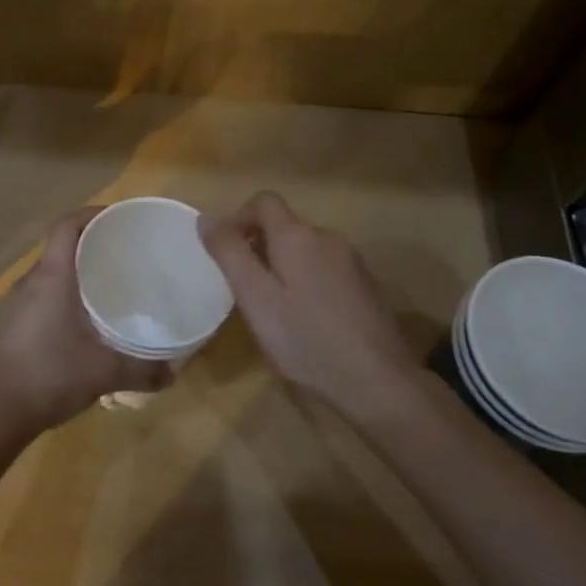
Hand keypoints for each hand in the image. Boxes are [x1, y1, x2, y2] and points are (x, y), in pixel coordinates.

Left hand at [0, 209, 172, 437]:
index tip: (120, 220)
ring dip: (78, 270)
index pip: (66, 225)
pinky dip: (66, 293)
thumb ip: (143, 371)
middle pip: (61, 245)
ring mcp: (19, 303)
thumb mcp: (104, 372)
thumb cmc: (50, 375)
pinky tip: (85, 319)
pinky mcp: (14, 324)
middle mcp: (32, 281)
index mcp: (52, 277)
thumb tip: (173, 374)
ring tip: (111, 284)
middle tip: (126, 253)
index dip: (91, 214)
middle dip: (92, 242)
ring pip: (52, 272)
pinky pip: (44, 294)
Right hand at [199, 191, 418, 411]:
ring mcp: (352, 262)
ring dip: (284, 268)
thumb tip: (207, 217)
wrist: (378, 383)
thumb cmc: (306, 340)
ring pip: (306, 250)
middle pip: (285, 227)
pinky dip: (308, 283)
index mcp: (298, 236)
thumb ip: (229, 253)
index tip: (227, 254)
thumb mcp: (256, 298)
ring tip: (276, 311)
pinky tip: (309, 323)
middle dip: (260, 248)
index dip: (239, 219)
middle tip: (247, 292)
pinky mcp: (367, 287)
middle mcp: (328, 238)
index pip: (264, 201)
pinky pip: (327, 270)